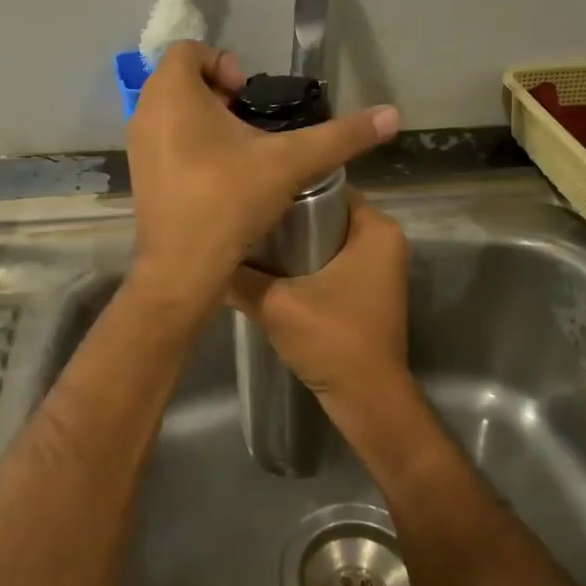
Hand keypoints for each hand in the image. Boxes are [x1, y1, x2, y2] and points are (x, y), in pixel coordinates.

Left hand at [125, 42, 398, 308]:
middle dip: (219, 93)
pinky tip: (221, 176)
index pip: (191, 49)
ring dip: (205, 120)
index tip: (249, 97)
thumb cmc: (229, 200)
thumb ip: (341, 136)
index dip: (225, 63)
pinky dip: (190, 145)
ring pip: (172, 112)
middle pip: (182, 79)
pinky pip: (165, 141)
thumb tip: (391, 115)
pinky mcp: (140, 175)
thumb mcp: (291, 162)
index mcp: (172, 93)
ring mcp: (137, 146)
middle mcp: (145, 112)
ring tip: (242, 150)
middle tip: (250, 123)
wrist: (183, 269)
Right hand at [226, 193, 414, 431]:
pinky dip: (304, 263)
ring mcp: (377, 266)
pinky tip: (267, 269)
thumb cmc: (333, 340)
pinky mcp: (367, 289)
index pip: (325, 186)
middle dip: (285, 215)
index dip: (286, 187)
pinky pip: (331, 261)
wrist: (367, 399)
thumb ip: (240, 277)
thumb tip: (201, 255)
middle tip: (242, 215)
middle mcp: (384, 240)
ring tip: (247, 237)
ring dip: (291, 242)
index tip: (250, 191)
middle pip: (324, 212)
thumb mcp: (276, 304)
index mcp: (376, 228)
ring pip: (325, 239)